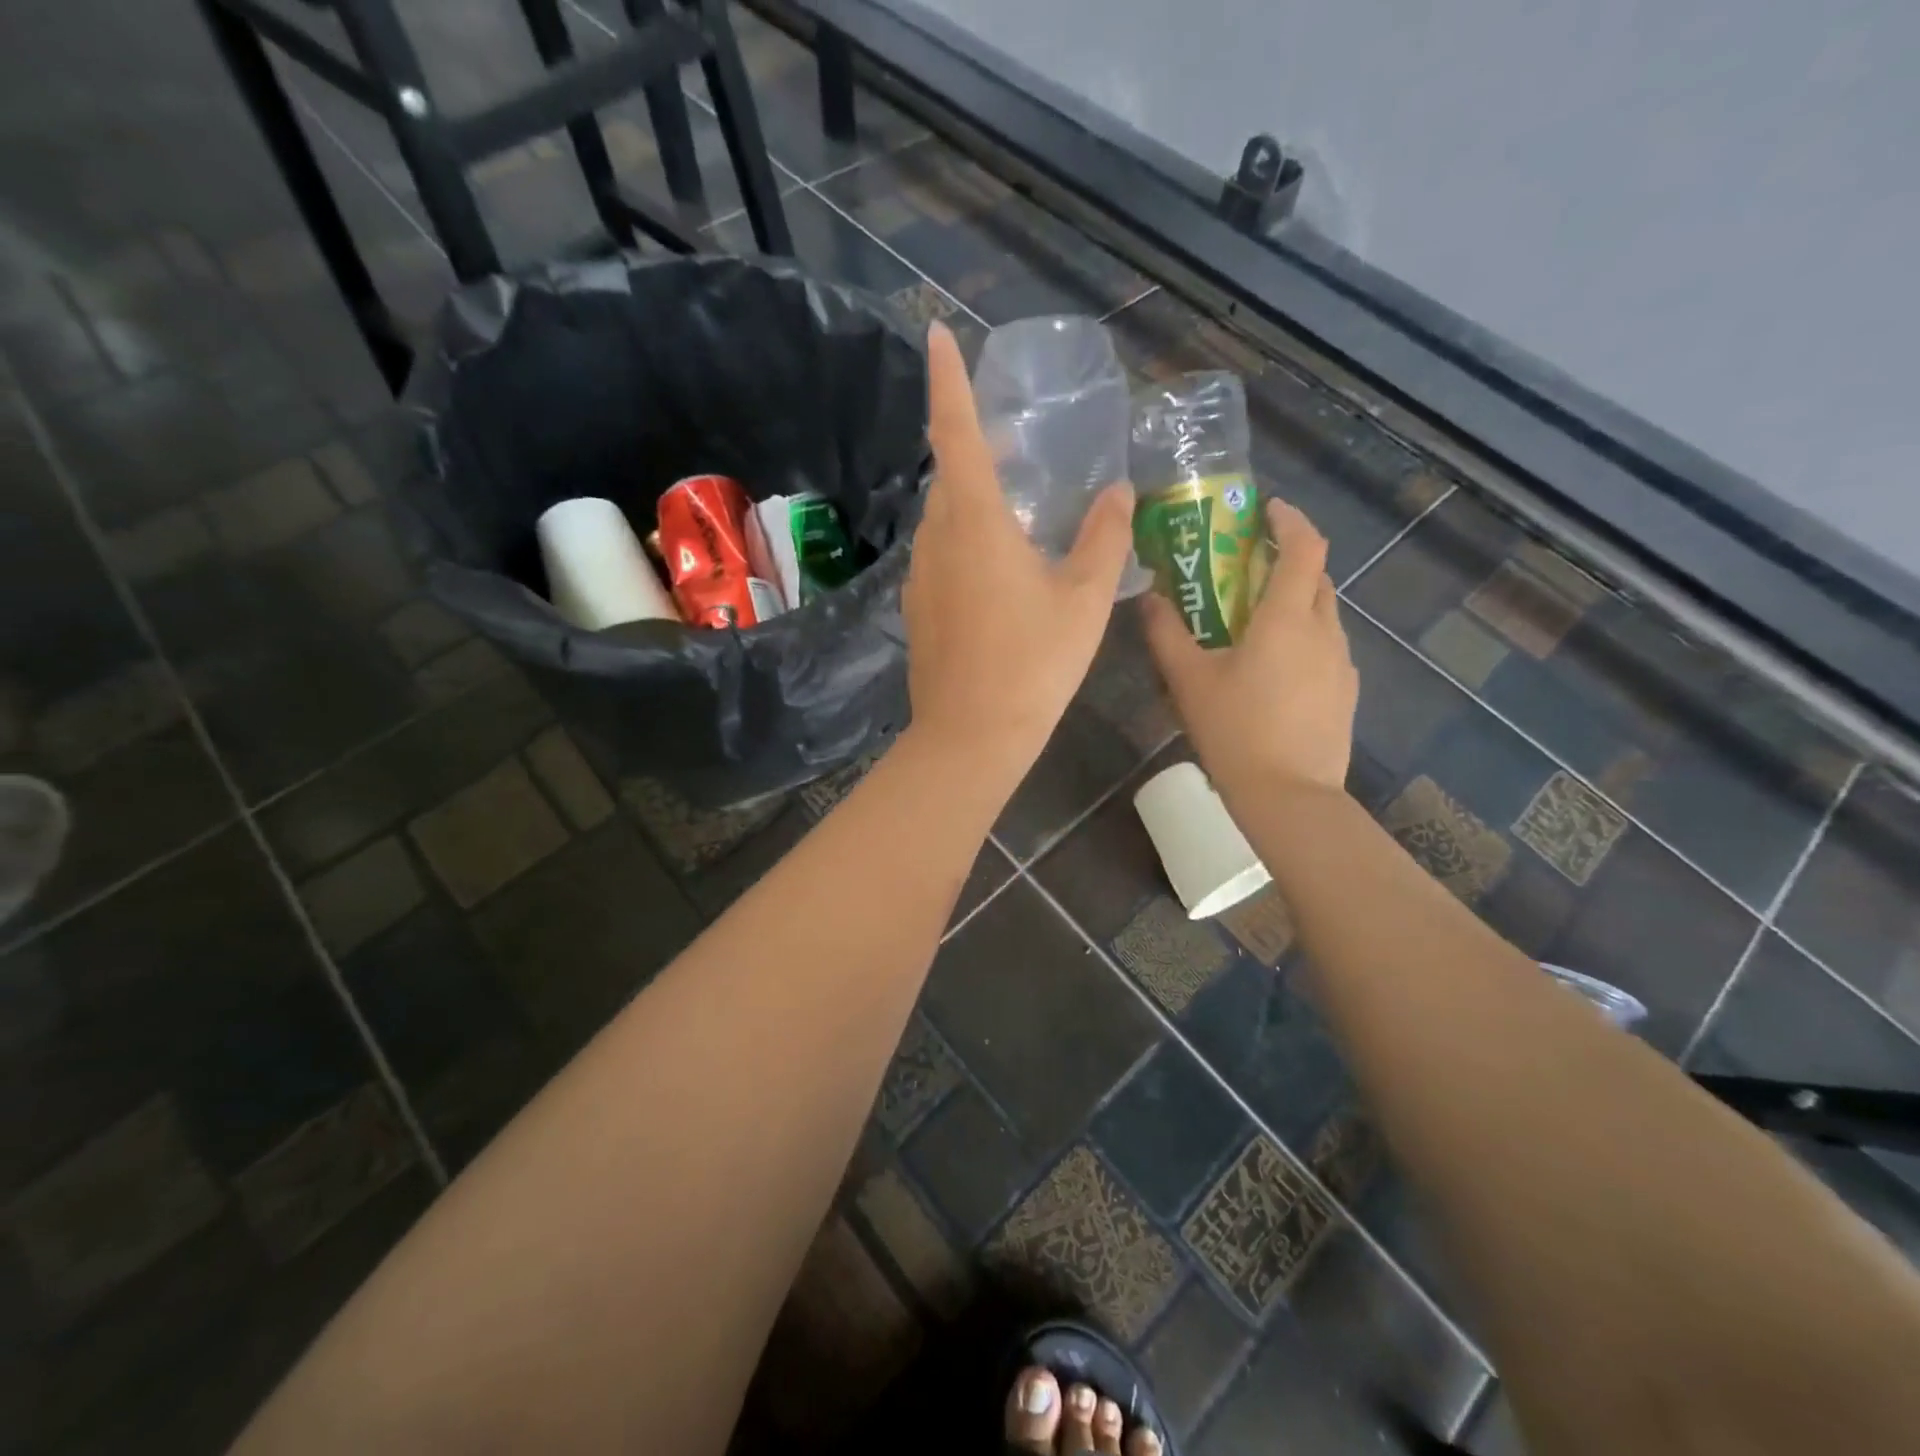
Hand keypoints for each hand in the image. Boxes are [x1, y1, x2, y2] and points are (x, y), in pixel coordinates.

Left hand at [901, 323, 1136, 786]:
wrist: (972, 734)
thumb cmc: (1033, 663)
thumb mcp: (1084, 599)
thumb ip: (1105, 537)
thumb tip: (1120, 491)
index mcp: (975, 522)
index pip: (955, 432)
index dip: (947, 379)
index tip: (935, 332)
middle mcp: (938, 538)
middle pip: (950, 474)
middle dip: (974, 446)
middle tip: (1013, 443)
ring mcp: (921, 575)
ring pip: (944, 518)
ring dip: (973, 499)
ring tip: (1016, 507)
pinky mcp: (918, 607)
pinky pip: (941, 554)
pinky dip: (966, 540)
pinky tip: (998, 568)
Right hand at [1143, 498, 1356, 798]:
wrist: (1290, 796)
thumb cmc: (1236, 730)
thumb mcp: (1189, 681)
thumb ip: (1166, 634)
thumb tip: (1149, 598)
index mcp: (1288, 617)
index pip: (1304, 546)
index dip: (1289, 520)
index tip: (1266, 511)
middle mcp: (1324, 630)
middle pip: (1316, 576)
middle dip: (1288, 560)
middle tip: (1249, 566)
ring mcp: (1341, 662)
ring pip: (1323, 612)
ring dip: (1296, 601)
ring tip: (1257, 620)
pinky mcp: (1345, 692)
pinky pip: (1326, 646)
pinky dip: (1304, 637)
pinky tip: (1274, 668)